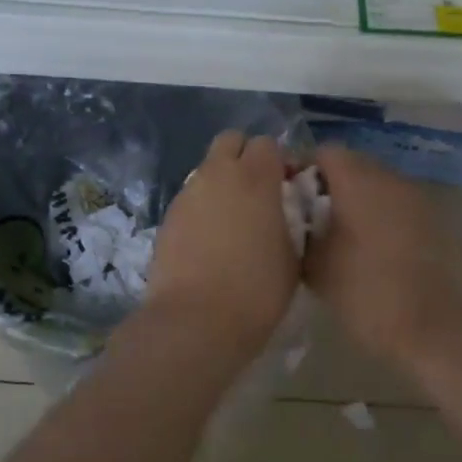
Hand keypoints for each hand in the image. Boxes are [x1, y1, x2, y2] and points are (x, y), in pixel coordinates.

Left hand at [148, 131, 298, 356]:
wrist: (195, 321)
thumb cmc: (257, 290)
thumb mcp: (293, 256)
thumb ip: (291, 220)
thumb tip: (284, 211)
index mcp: (256, 177)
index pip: (268, 143)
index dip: (279, 161)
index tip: (287, 186)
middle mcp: (219, 173)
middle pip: (231, 140)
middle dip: (245, 155)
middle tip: (258, 190)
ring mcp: (189, 192)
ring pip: (208, 167)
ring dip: (223, 180)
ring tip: (233, 218)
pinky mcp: (168, 214)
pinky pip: (192, 196)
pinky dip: (204, 205)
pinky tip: (210, 238)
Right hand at [304, 144, 461, 365]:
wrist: (431, 327)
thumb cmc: (364, 292)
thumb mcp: (314, 265)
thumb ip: (298, 229)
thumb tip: (293, 215)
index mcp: (357, 180)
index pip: (324, 152)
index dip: (304, 169)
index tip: (292, 198)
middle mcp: (388, 177)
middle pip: (352, 163)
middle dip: (330, 184)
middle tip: (313, 218)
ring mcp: (414, 196)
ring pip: (376, 183)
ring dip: (357, 198)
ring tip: (341, 234)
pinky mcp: (431, 218)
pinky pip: (395, 203)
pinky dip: (380, 214)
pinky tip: (371, 248)